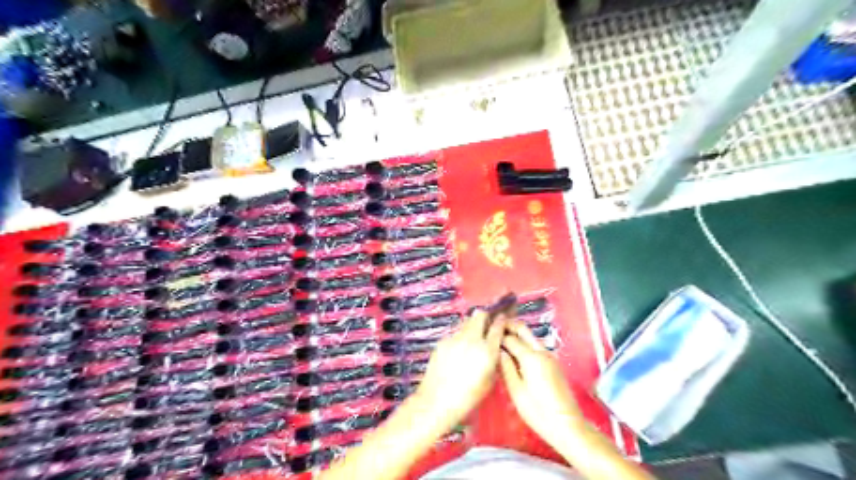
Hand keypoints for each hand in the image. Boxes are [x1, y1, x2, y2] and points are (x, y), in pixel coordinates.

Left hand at [414, 311, 506, 426]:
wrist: (437, 401)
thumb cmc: (467, 397)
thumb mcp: (489, 381)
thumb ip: (494, 360)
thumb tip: (495, 348)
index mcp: (486, 351)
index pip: (497, 326)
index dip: (501, 320)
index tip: (503, 318)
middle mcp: (471, 340)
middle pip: (480, 315)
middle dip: (486, 316)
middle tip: (488, 322)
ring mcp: (455, 338)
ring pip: (466, 321)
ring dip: (473, 324)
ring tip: (474, 336)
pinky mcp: (443, 341)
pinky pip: (455, 333)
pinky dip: (461, 336)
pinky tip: (459, 349)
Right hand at [499, 318, 585, 448]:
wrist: (566, 425)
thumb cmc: (538, 411)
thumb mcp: (516, 391)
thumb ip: (506, 368)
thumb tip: (499, 352)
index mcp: (531, 358)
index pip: (510, 338)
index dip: (497, 334)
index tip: (486, 333)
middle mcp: (542, 352)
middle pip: (523, 329)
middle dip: (509, 325)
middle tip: (494, 327)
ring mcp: (550, 357)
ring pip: (530, 337)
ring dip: (516, 335)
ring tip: (501, 341)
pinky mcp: (553, 364)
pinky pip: (536, 347)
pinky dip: (524, 345)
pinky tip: (514, 354)